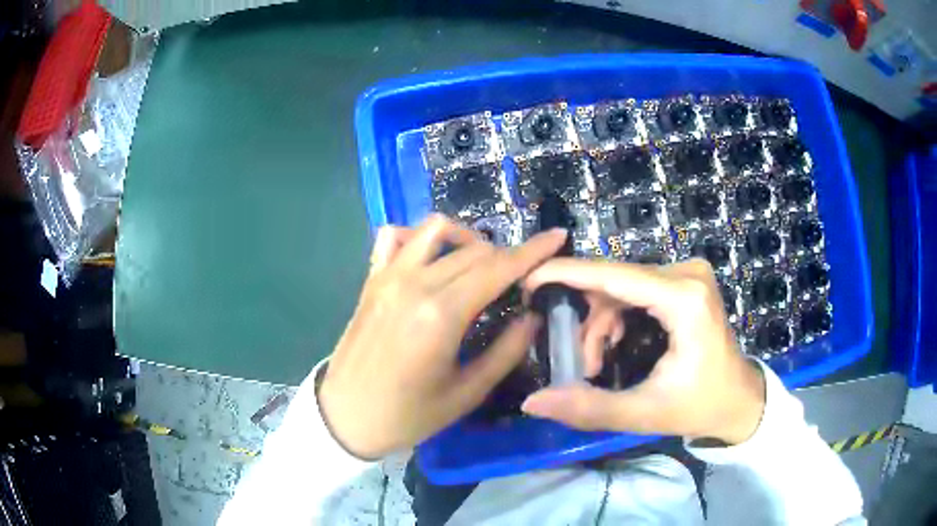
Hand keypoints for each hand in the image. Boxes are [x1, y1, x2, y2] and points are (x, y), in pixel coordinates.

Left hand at [318, 215, 566, 458]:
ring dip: (465, 238)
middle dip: (505, 256)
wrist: (346, 416)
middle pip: (474, 249)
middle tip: (520, 278)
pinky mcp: (371, 279)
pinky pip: (394, 237)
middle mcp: (414, 283)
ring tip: (478, 265)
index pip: (498, 268)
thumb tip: (533, 316)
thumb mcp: (467, 393)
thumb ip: (506, 350)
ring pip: (434, 229)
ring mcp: (388, 276)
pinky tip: (430, 259)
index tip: (557, 237)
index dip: (533, 250)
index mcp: (441, 314)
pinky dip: (418, 238)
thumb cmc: (408, 415)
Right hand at [521, 258, 765, 444]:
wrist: (739, 399)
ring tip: (595, 363)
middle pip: (615, 282)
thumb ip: (588, 408)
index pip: (614, 276)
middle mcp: (687, 274)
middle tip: (577, 362)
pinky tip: (613, 344)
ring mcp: (688, 274)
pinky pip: (636, 288)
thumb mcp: (644, 413)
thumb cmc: (700, 405)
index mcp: (684, 300)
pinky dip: (616, 316)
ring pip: (622, 286)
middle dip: (587, 321)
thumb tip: (533, 402)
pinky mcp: (685, 281)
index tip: (528, 281)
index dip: (566, 274)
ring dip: (600, 322)